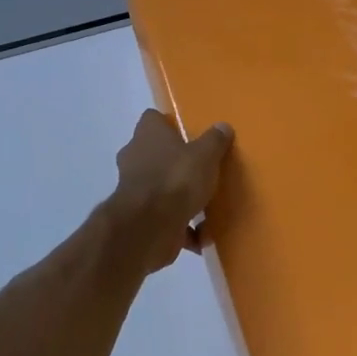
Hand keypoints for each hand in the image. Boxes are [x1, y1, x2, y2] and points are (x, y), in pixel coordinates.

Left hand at [106, 110, 234, 271]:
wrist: (149, 226)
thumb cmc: (177, 179)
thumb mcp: (205, 155)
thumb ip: (215, 141)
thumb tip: (222, 127)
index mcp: (148, 134)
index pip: (153, 119)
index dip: (169, 125)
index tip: (189, 134)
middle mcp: (135, 157)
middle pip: (155, 153)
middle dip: (175, 162)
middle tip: (200, 169)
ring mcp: (134, 189)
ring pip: (160, 187)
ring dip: (178, 196)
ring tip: (205, 204)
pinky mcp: (138, 217)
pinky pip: (165, 218)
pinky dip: (181, 227)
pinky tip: (201, 236)